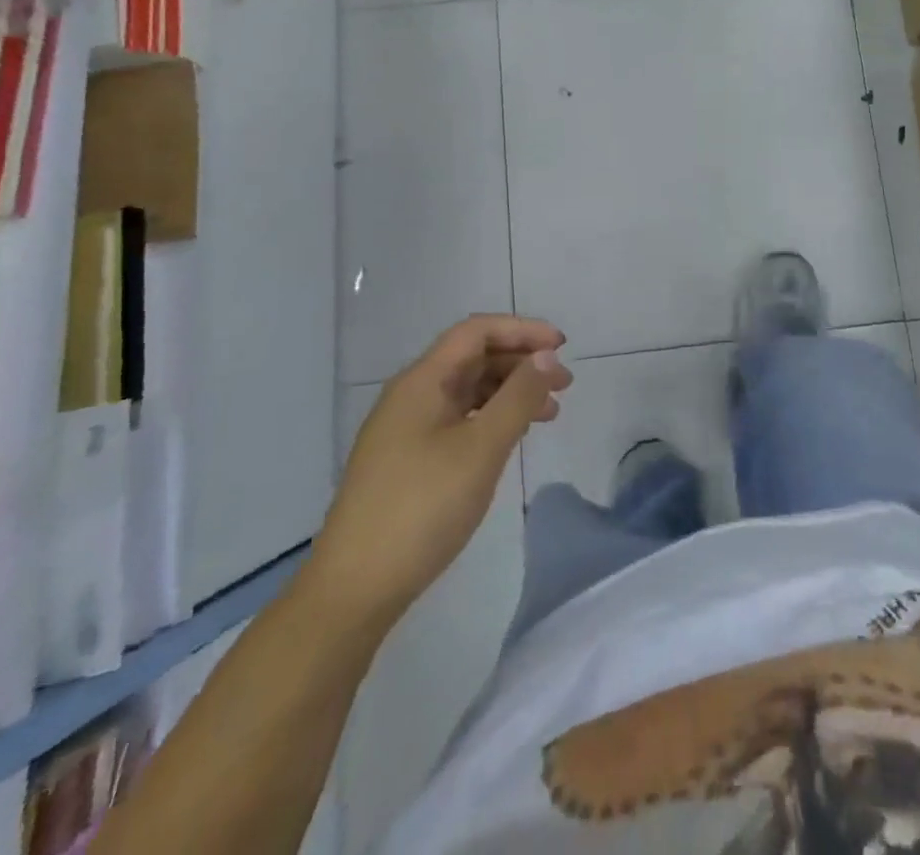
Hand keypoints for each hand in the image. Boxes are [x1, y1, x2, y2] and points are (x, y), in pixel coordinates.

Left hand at [309, 316, 572, 627]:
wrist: (354, 588)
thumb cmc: (422, 508)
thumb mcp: (481, 448)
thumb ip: (518, 397)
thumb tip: (546, 356)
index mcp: (422, 381)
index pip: (476, 331)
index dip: (522, 330)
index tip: (562, 347)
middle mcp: (411, 395)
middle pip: (473, 358)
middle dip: (521, 363)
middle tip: (565, 385)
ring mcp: (406, 428)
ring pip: (468, 390)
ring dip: (510, 392)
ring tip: (550, 414)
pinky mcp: (407, 459)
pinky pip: (458, 419)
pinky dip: (491, 419)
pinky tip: (511, 438)